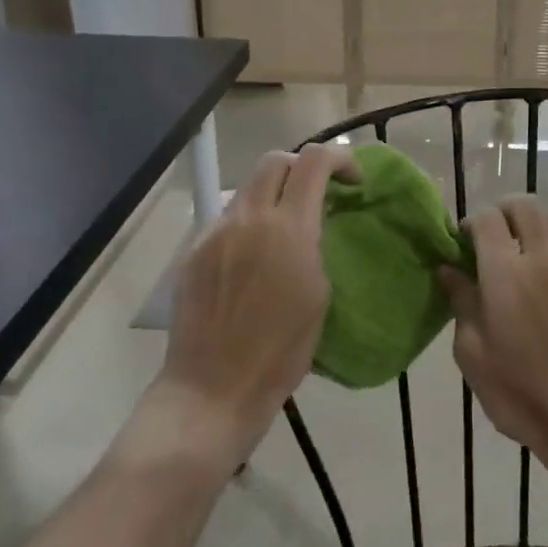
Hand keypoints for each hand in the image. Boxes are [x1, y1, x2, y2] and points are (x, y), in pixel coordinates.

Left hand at [160, 144, 356, 461]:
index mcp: (288, 228)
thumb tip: (311, 224)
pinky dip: (249, 223)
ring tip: (285, 228)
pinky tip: (252, 258)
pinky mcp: (194, 251)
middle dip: (303, 166)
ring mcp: (216, 232)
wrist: (212, 388)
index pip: (313, 160)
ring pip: (248, 189)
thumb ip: (315, 245)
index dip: (340, 158)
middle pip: (275, 160)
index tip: (353, 180)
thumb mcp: (319, 295)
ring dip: (273, 195)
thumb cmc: (280, 352)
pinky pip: (227, 219)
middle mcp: (249, 218)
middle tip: (318, 193)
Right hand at [439, 198, 547, 470]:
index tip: (460, 246)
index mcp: (506, 273)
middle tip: (488, 240)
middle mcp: (542, 259)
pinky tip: (547, 277)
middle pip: (524, 206)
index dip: (470, 223)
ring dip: (531, 227)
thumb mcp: (473, 354)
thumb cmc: (520, 392)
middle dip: (502, 212)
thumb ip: (461, 303)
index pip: (487, 218)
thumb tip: (450, 270)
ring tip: (518, 256)